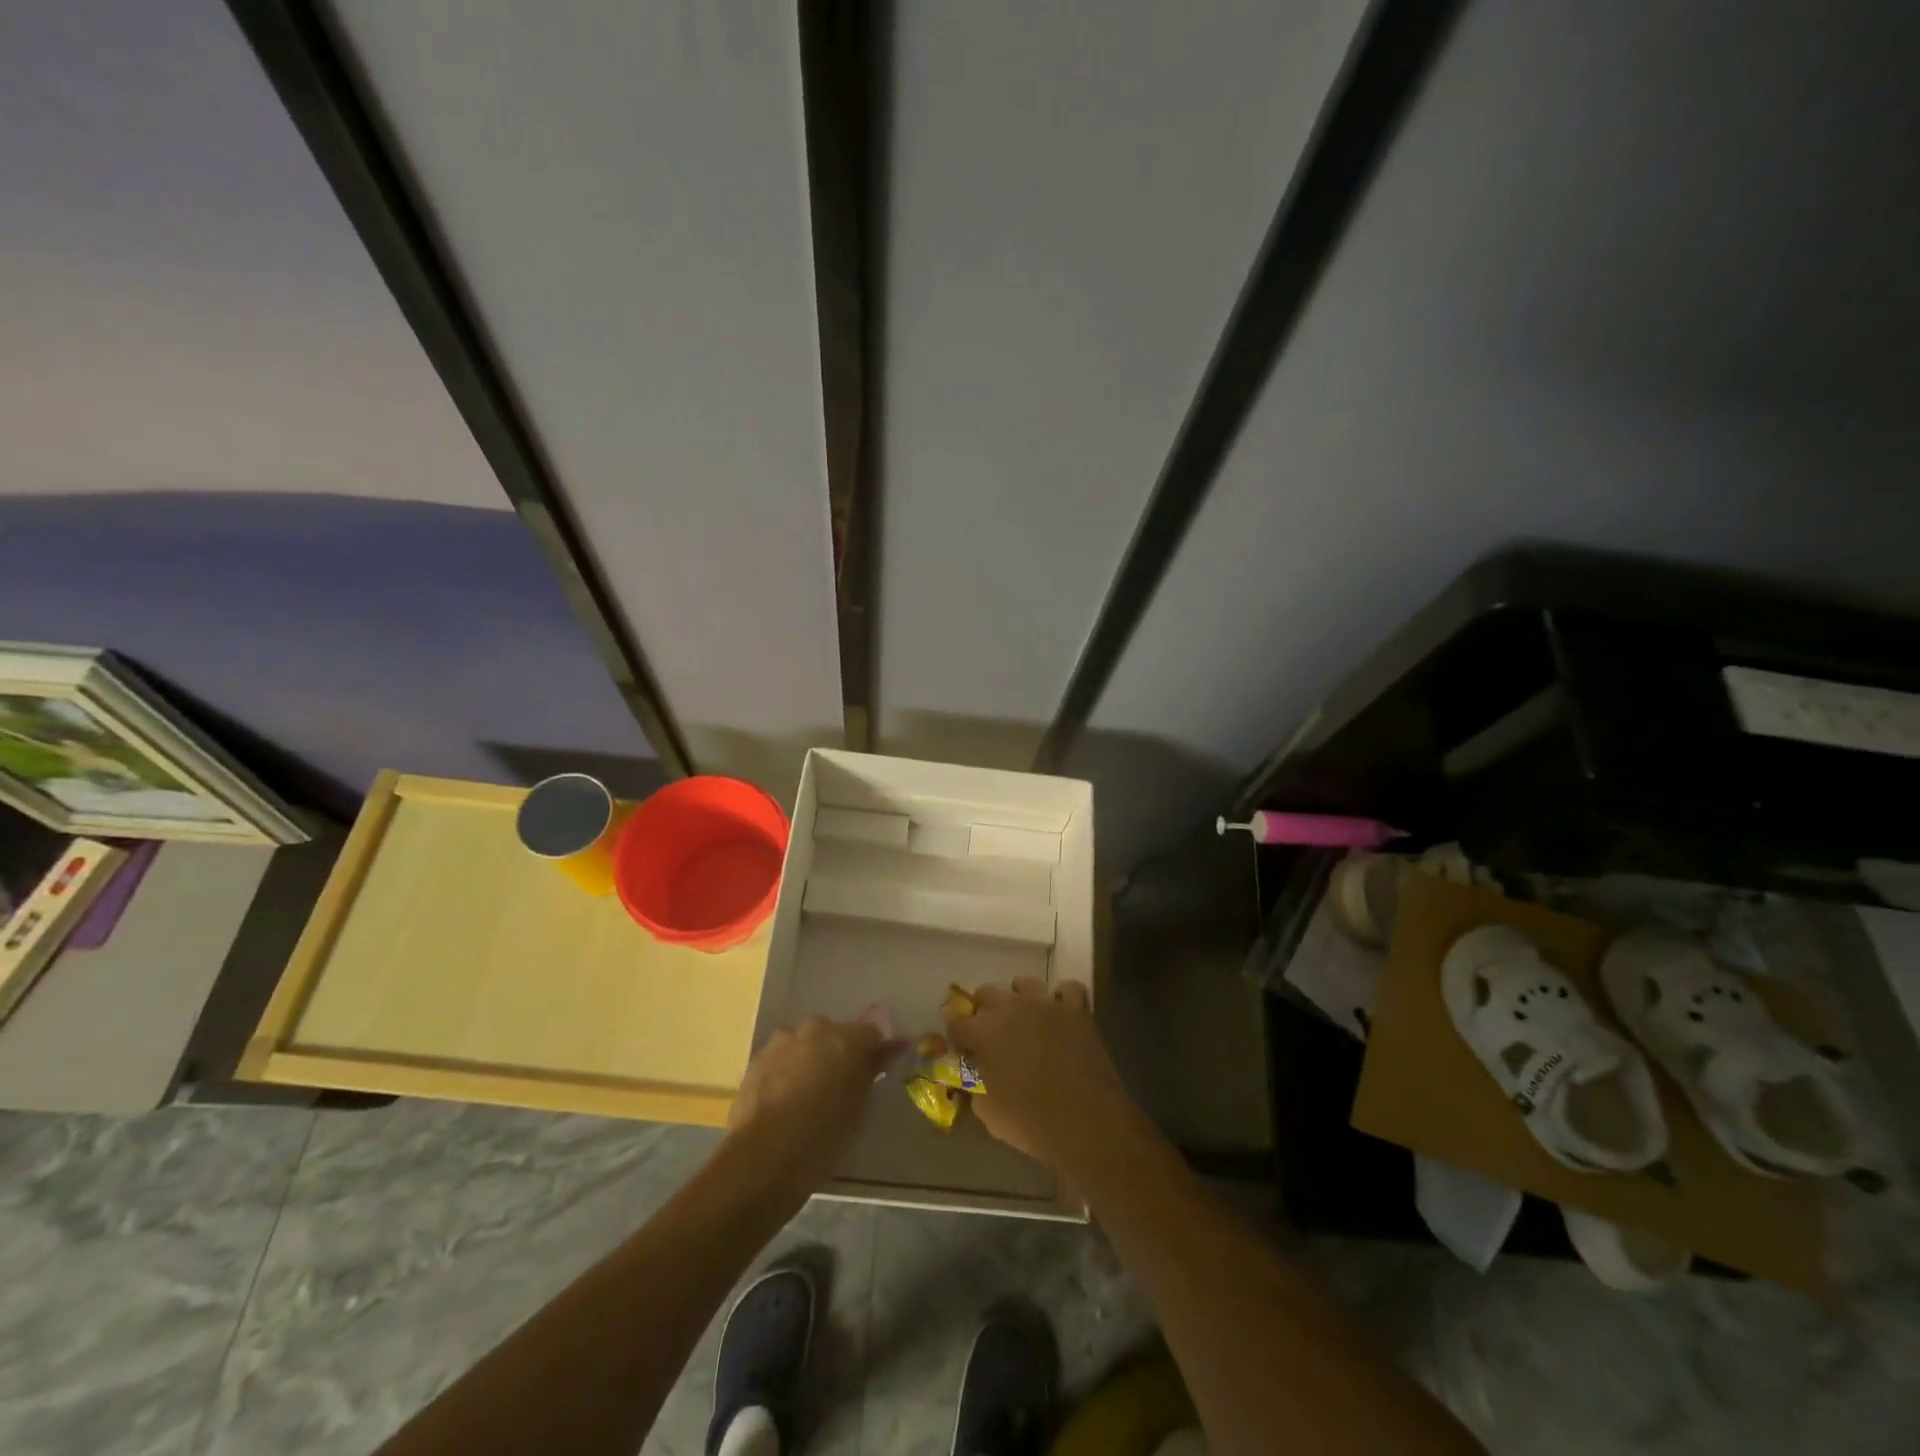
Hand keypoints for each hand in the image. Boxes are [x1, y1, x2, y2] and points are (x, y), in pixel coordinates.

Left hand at [727, 1016, 888, 1199]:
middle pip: (834, 1034)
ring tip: (805, 1095)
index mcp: (848, 1039)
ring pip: (804, 1043)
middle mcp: (816, 1029)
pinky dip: (784, 1070)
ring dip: (808, 1059)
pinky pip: (780, 1057)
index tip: (870, 1076)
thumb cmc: (823, 1135)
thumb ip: (871, 1071)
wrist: (764, 1155)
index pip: (871, 1035)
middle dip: (836, 1053)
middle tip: (836, 1087)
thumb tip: (890, 1049)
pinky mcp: (757, 1057)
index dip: (872, 1054)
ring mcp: (784, 1041)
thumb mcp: (857, 1108)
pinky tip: (781, 1100)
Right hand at [946, 978, 1131, 1172]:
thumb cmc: (1030, 1122)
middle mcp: (1010, 1007)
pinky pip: (1068, 989)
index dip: (955, 1030)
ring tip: (1025, 1016)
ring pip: (1025, 983)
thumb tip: (977, 1078)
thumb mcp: (989, 1113)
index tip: (960, 1041)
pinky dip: (1063, 998)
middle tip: (991, 1030)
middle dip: (984, 1009)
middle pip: (987, 992)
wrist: (1085, 1120)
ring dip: (1020, 997)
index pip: (956, 1020)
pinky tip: (1061, 1012)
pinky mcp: (1076, 1009)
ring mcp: (1045, 1003)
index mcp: (983, 1032)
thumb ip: (976, 1087)